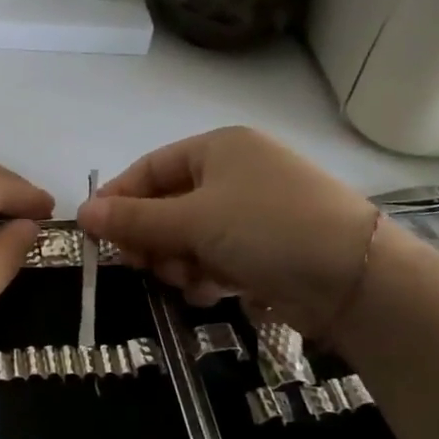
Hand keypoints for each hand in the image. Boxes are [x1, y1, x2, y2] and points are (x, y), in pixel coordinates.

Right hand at [76, 127, 377, 335]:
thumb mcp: (192, 220)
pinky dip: (207, 274)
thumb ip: (134, 220)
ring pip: (190, 236)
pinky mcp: (268, 248)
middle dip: (153, 238)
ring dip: (179, 260)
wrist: (356, 277)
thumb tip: (82, 213)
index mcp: (218, 148)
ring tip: (187, 280)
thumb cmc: (265, 228)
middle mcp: (235, 173)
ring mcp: (254, 212)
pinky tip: (213, 290)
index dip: (120, 200)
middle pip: (169, 205)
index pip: (150, 169)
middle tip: (141, 266)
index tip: (94, 234)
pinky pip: (217, 257)